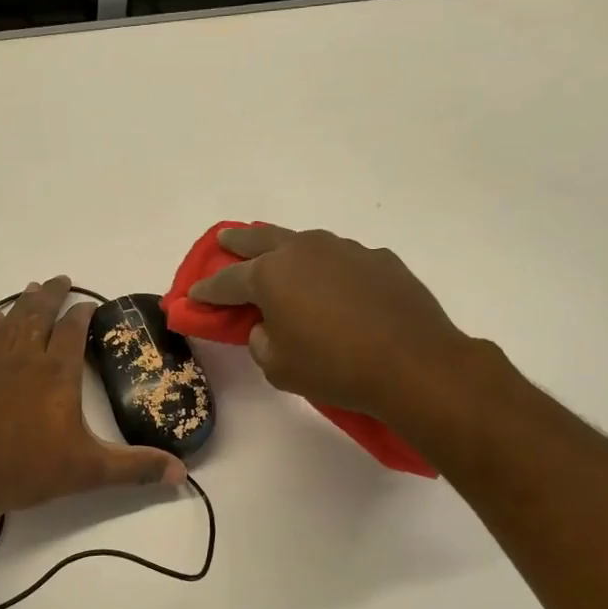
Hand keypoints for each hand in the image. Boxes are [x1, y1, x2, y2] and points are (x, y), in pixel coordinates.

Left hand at [0, 276, 186, 518]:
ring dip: (24, 304)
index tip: (90, 304)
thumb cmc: (29, 467)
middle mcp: (27, 360)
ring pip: (12, 323)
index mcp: (57, 373)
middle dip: (52, 295)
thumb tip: (180, 472)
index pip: (73, 330)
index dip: (83, 313)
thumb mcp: (89, 470)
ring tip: (33, 288)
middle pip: (40, 315)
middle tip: (61, 280)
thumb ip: (134, 468)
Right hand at [186, 225, 480, 421]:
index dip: (207, 290)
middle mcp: (303, 251)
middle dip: (236, 242)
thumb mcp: (278, 367)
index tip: (193, 294)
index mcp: (271, 275)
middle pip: (259, 240)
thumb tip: (266, 325)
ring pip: (304, 243)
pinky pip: (342, 259)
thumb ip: (260, 340)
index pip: (227, 281)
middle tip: (224, 240)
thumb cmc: (334, 368)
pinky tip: (336, 286)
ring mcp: (344, 249)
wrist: (414, 364)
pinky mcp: (378, 259)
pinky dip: (330, 269)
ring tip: (281, 259)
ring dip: (286, 250)